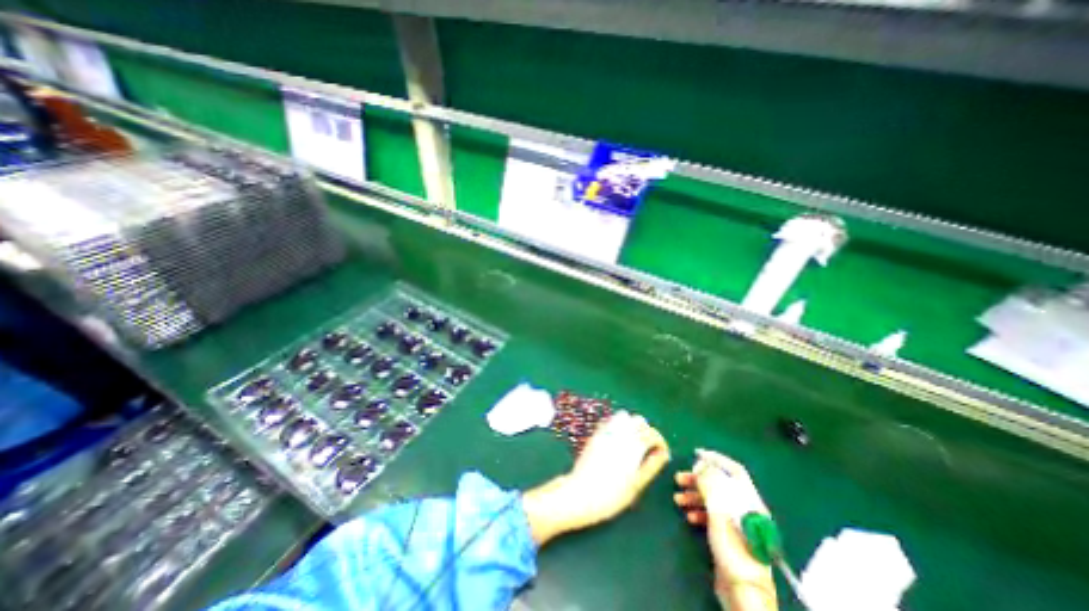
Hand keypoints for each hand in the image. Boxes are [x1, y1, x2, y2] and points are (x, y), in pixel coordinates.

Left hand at [523, 412, 668, 546]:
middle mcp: (621, 433)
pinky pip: (611, 421)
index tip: (662, 453)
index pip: (652, 433)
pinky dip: (618, 425)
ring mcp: (607, 430)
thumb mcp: (637, 484)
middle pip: (639, 421)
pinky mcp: (596, 433)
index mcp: (634, 445)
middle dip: (646, 431)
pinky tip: (618, 440)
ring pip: (624, 416)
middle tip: (648, 448)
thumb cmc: (612, 495)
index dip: (660, 442)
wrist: (581, 493)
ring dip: (632, 425)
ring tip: (633, 442)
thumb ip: (652, 465)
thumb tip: (663, 453)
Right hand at [678, 452, 778, 609]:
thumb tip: (702, 464)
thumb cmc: (733, 547)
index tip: (696, 454)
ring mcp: (736, 522)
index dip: (716, 459)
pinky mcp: (729, 535)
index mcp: (748, 500)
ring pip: (713, 499)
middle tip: (679, 479)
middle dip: (698, 479)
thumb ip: (710, 485)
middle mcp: (744, 508)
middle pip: (720, 484)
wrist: (742, 591)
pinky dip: (699, 511)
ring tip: (678, 498)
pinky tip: (689, 516)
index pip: (734, 470)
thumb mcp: (720, 511)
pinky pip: (712, 515)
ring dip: (694, 495)